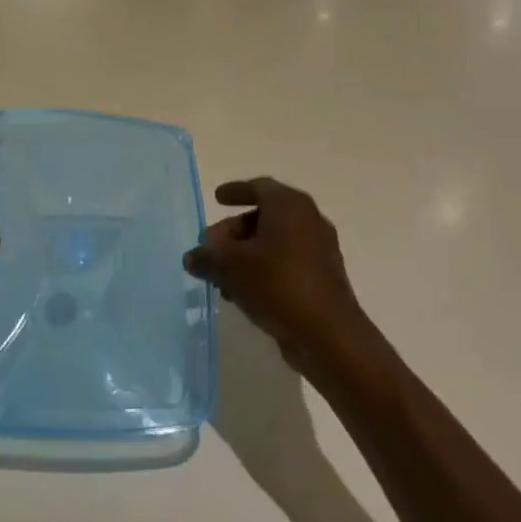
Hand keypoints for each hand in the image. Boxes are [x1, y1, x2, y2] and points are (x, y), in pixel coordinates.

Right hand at [184, 178, 372, 373]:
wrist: (328, 334)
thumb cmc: (276, 284)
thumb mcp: (229, 266)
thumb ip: (206, 256)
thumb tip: (192, 257)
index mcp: (289, 205)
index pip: (259, 187)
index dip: (235, 191)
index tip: (217, 198)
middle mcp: (308, 220)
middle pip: (264, 216)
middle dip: (233, 231)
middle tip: (211, 247)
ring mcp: (319, 250)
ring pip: (274, 243)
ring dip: (245, 255)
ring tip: (221, 277)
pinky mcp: (322, 277)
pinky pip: (286, 263)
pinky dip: (263, 269)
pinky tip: (242, 292)